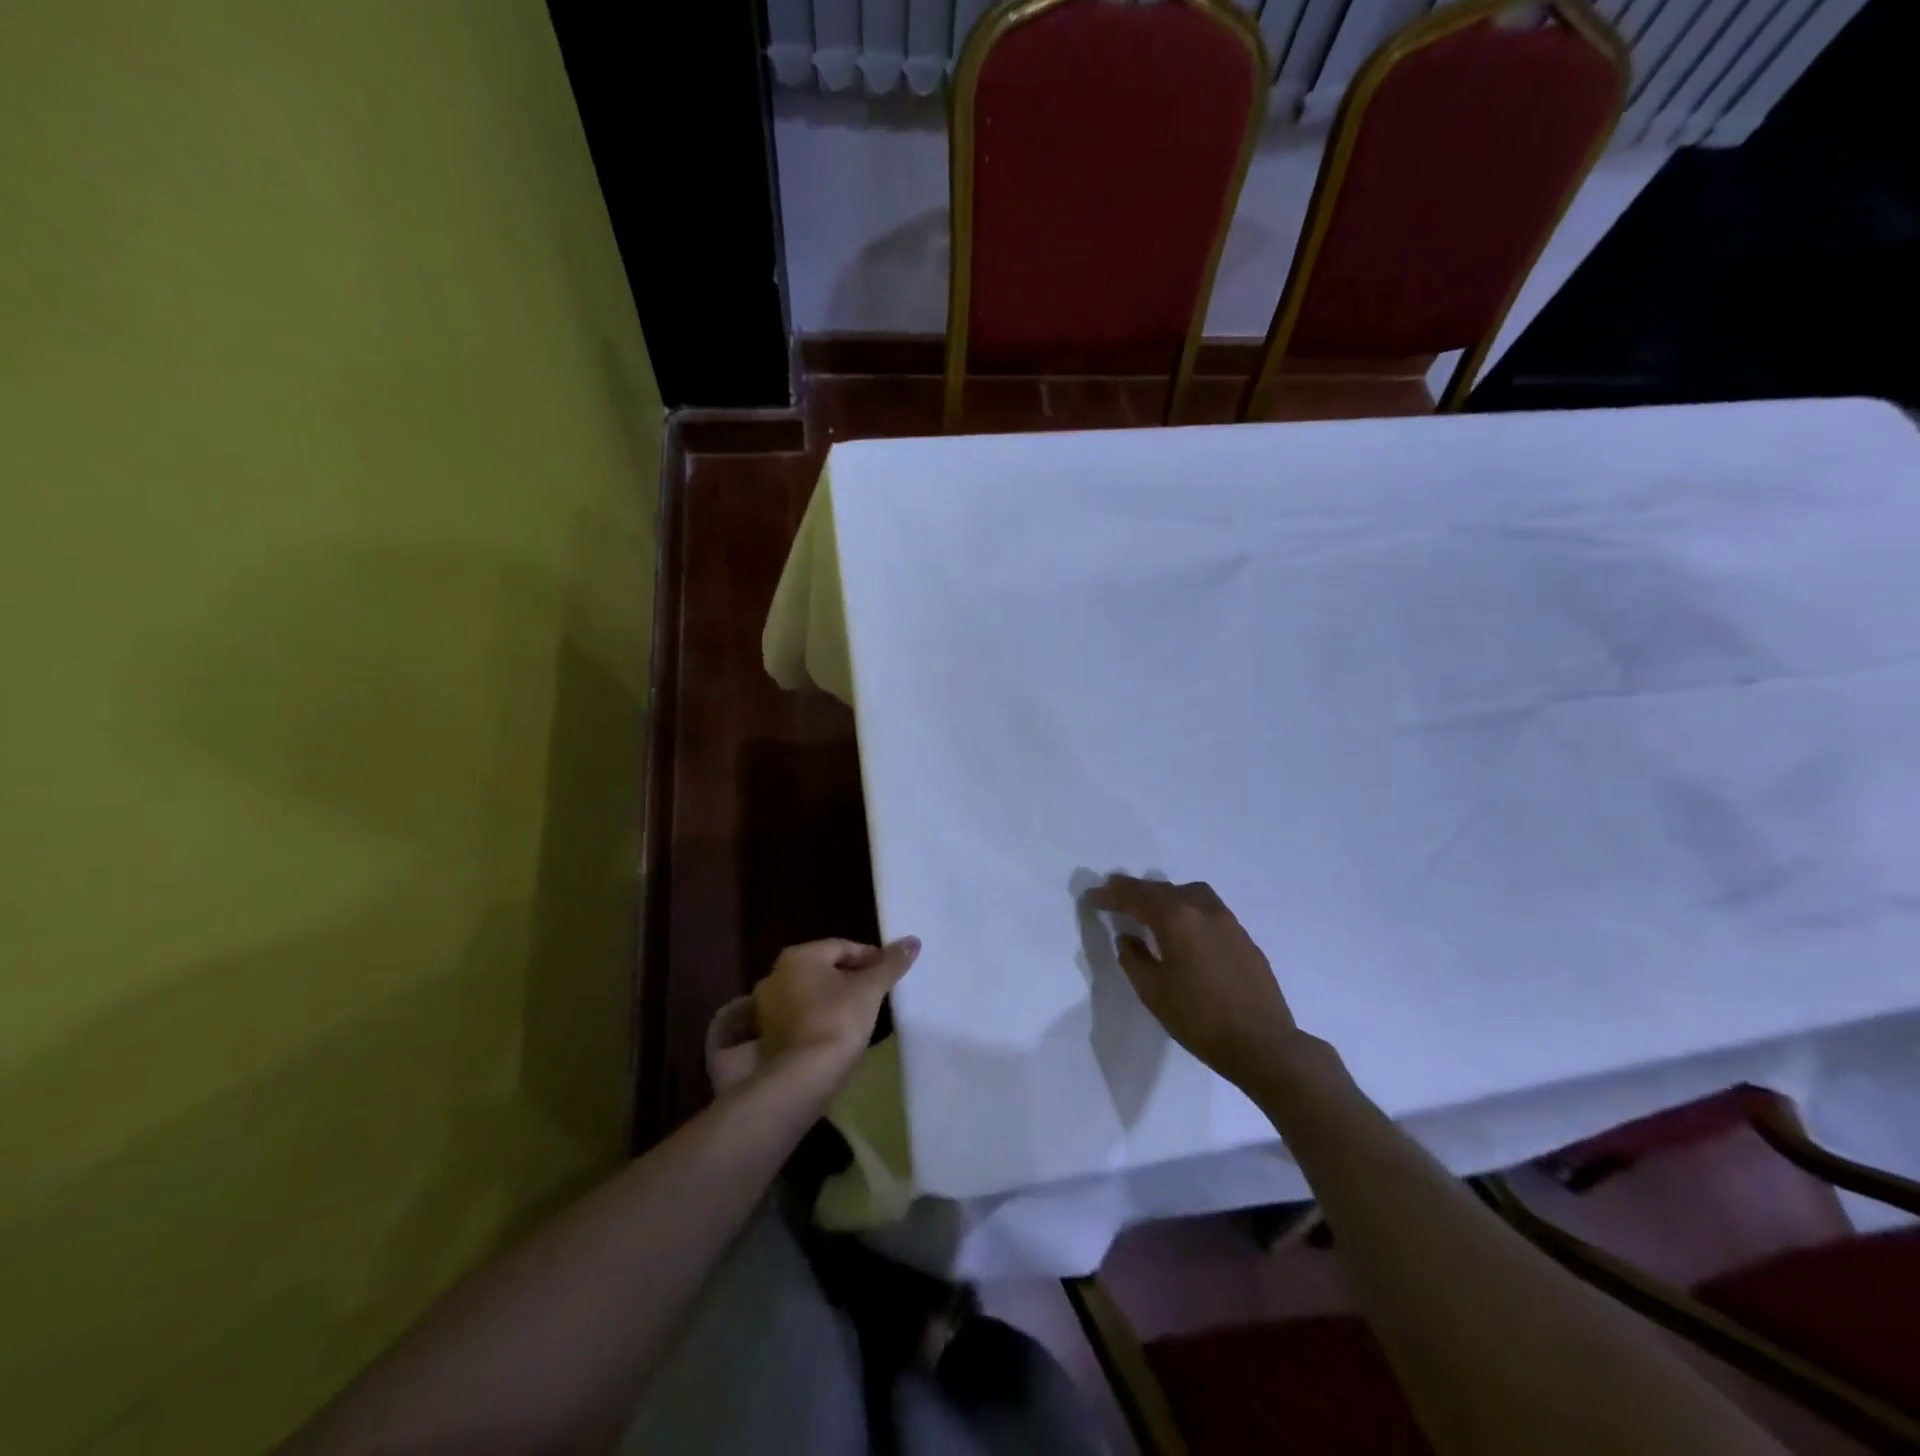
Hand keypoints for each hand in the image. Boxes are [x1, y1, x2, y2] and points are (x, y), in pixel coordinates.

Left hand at [751, 936, 920, 1090]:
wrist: (802, 1077)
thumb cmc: (838, 1021)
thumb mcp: (870, 990)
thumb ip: (891, 963)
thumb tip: (913, 941)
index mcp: (799, 956)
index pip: (842, 947)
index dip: (869, 957)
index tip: (888, 972)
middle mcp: (776, 974)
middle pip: (823, 968)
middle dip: (850, 976)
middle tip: (875, 991)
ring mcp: (766, 1006)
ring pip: (809, 992)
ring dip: (831, 998)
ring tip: (858, 1012)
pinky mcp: (766, 1035)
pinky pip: (798, 1016)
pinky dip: (816, 1017)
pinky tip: (835, 1031)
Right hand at [1086, 876, 1299, 1090]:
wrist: (1264, 1045)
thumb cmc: (1200, 1020)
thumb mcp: (1153, 993)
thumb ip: (1134, 960)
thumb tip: (1127, 938)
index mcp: (1177, 920)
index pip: (1136, 897)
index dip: (1111, 894)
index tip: (1092, 895)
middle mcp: (1203, 911)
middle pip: (1163, 889)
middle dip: (1135, 890)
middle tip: (1113, 894)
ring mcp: (1228, 922)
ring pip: (1189, 893)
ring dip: (1165, 895)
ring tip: (1149, 908)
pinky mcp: (1244, 938)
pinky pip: (1207, 909)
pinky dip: (1187, 909)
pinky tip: (1183, 930)